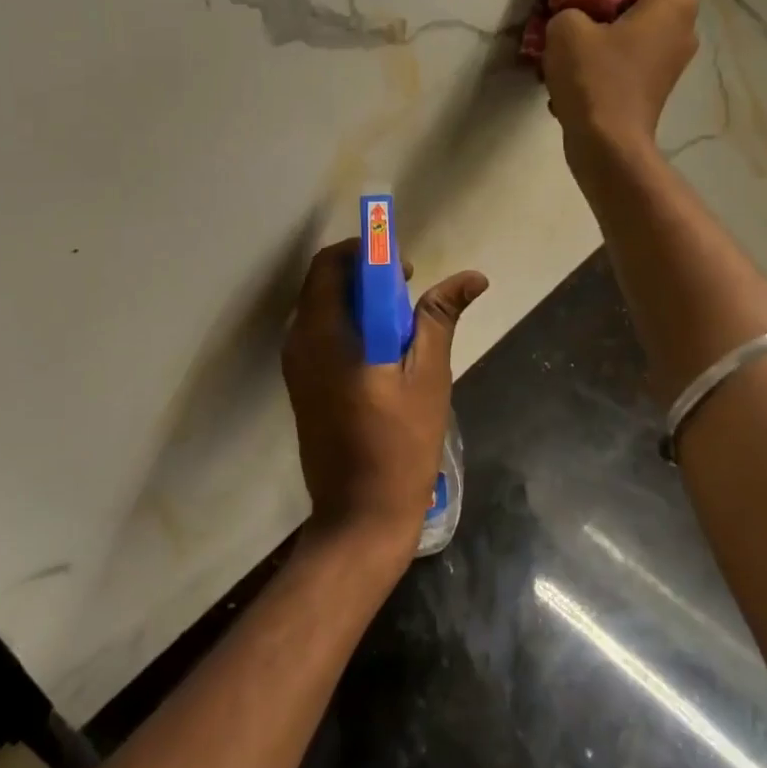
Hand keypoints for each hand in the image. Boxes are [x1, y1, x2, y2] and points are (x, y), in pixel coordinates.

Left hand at [282, 238, 488, 562]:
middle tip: (408, 293)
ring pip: (321, 309)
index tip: (404, 268)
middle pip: (323, 283)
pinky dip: (348, 326)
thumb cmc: (399, 444)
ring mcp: (295, 367)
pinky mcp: (301, 386)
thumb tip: (471, 277)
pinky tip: (381, 351)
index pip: (331, 264)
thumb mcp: (427, 375)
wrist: (359, 515)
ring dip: (357, 302)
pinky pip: (319, 335)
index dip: (367, 252)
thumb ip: (438, 318)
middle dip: (364, 276)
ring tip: (401, 324)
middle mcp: (299, 343)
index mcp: (323, 333)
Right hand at [542, 0, 699, 149]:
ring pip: (643, 5)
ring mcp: (670, 51)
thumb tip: (574, 9)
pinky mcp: (654, 75)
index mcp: (671, 0)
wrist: (610, 148)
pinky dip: (611, 22)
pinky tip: (581, 31)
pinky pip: (635, 33)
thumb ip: (570, 3)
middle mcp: (681, 21)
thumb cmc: (595, 83)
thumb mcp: (568, 30)